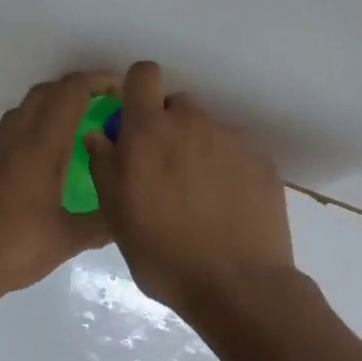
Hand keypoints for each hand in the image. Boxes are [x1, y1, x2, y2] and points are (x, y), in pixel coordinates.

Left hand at [0, 70, 118, 299]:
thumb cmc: (16, 248)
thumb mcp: (69, 239)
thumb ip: (104, 222)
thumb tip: (130, 211)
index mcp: (40, 147)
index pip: (71, 93)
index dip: (99, 81)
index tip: (124, 91)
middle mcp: (16, 137)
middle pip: (48, 91)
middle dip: (80, 87)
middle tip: (109, 104)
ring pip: (28, 106)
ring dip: (56, 102)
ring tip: (84, 122)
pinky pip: (16, 124)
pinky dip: (39, 120)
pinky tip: (54, 150)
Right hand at [84, 61, 295, 320]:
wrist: (239, 286)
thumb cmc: (164, 255)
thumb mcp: (117, 217)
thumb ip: (105, 167)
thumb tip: (100, 136)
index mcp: (149, 132)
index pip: (143, 74)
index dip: (137, 90)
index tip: (134, 119)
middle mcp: (192, 123)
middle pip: (176, 105)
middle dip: (167, 128)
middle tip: (165, 171)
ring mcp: (231, 140)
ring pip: (207, 130)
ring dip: (197, 150)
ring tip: (200, 196)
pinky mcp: (262, 160)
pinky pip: (235, 152)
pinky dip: (228, 169)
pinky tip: (228, 206)